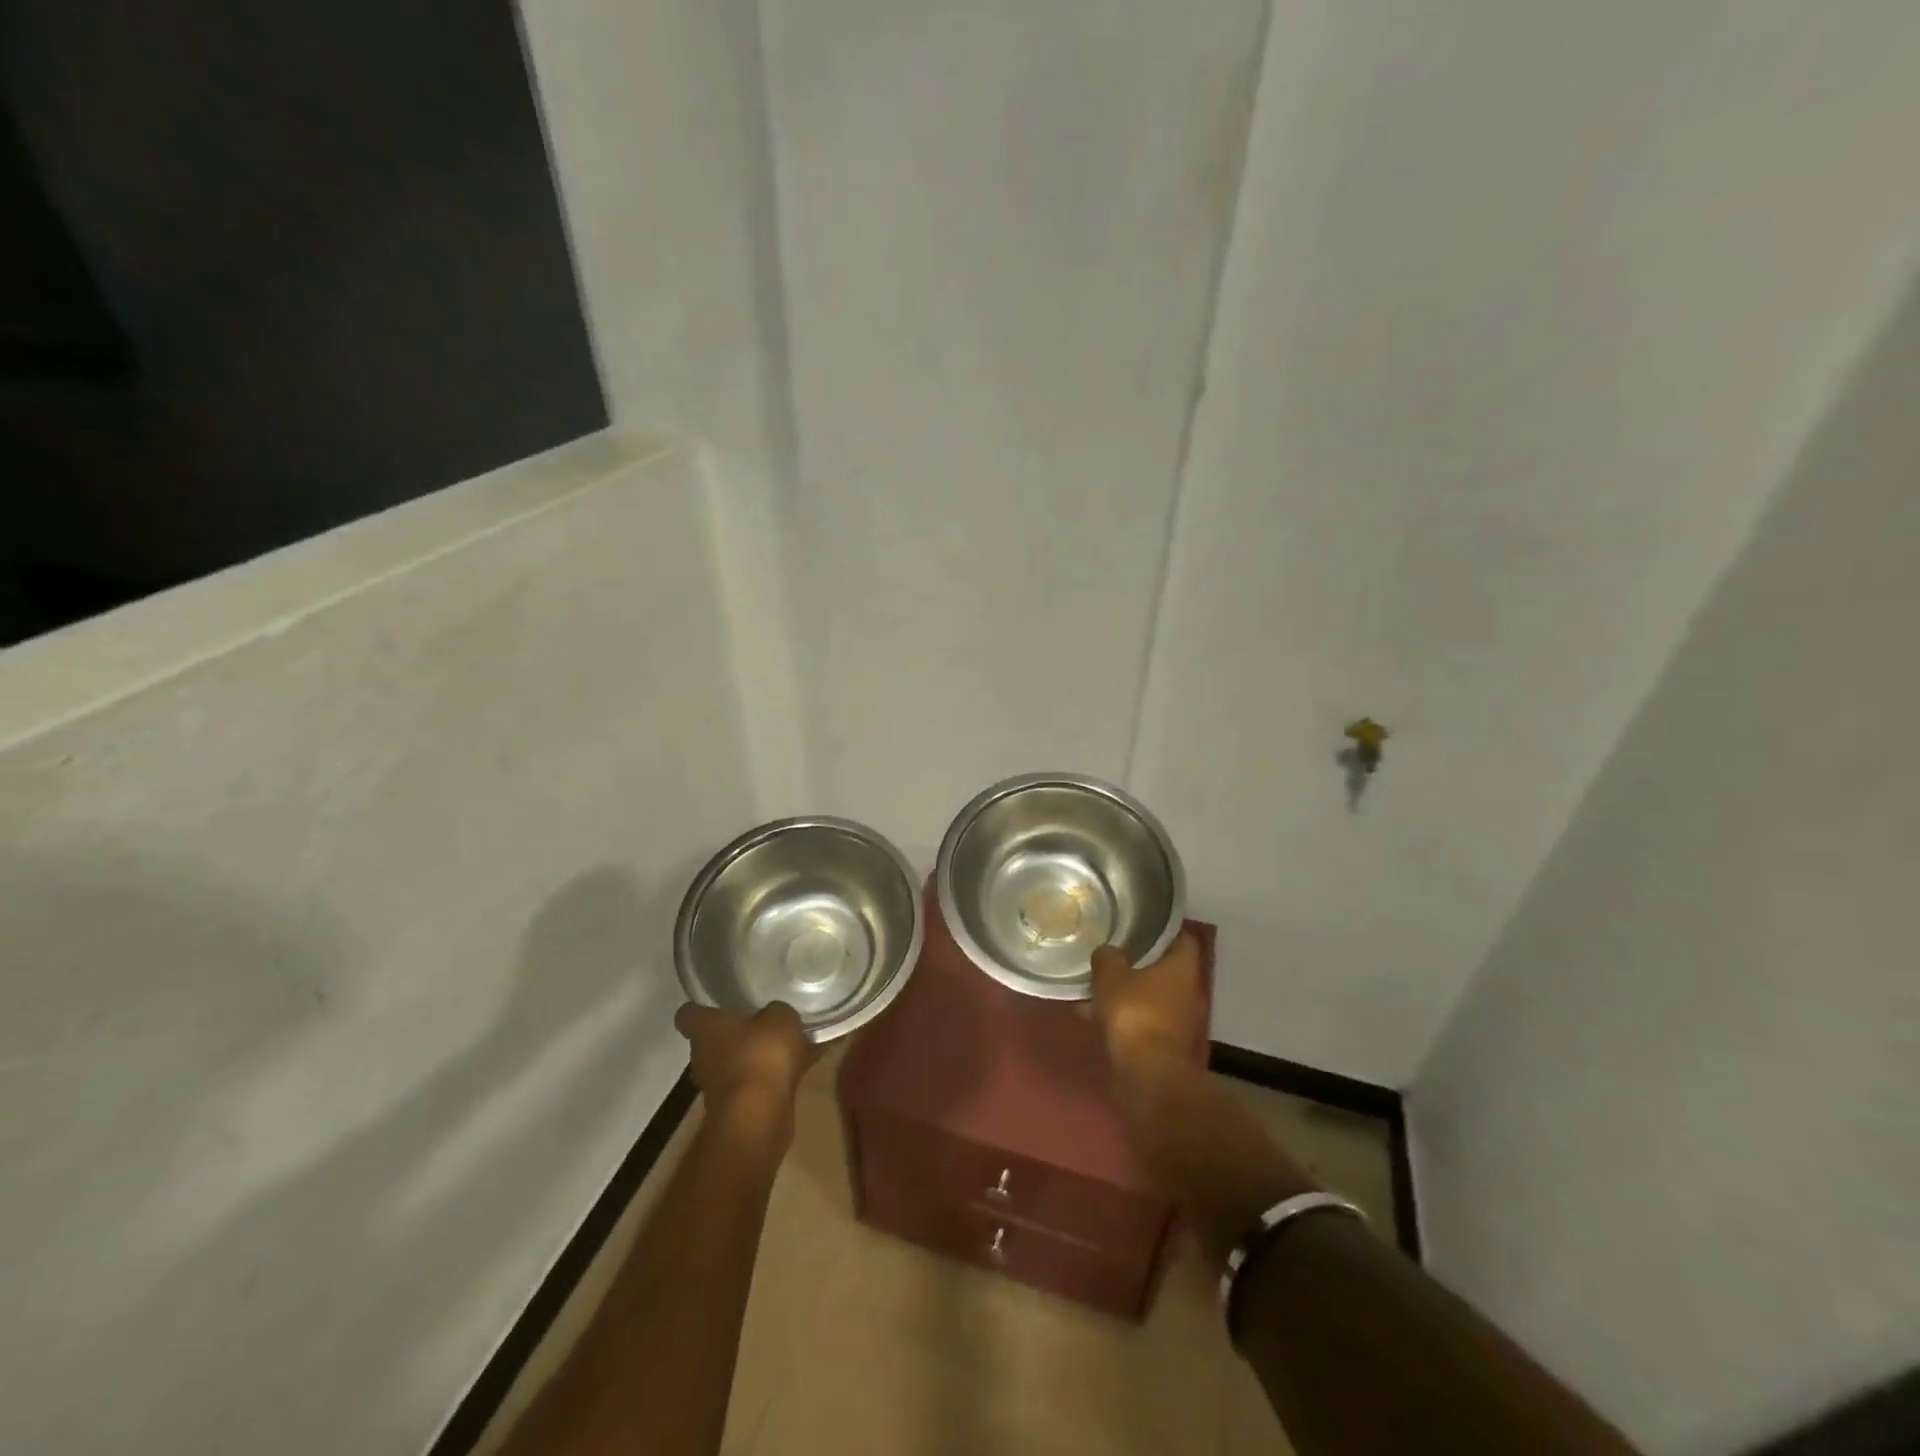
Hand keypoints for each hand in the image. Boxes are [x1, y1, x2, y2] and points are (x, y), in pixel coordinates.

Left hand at [673, 1001, 822, 1124]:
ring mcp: (719, 1087)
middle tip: (763, 1023)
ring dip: (758, 1058)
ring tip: (792, 1045)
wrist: (759, 1116)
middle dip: (737, 1034)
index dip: (700, 1009)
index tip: (715, 1005)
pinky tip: (806, 1066)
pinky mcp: (738, 1108)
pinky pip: (758, 1083)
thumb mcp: (779, 1017)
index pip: (688, 1014)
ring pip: (738, 1063)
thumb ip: (776, 1012)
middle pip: (714, 1040)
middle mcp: (704, 1057)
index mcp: (705, 1029)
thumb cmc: (760, 1054)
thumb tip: (774, 1015)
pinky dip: (776, 1077)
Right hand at [1090, 933, 1206, 1071]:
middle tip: (1113, 951)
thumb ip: (1107, 957)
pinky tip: (1094, 1016)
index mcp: (1182, 967)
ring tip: (1096, 986)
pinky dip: (1124, 1016)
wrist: (1148, 1076)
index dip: (1162, 929)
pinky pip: (1143, 1020)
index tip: (1141, 923)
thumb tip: (1107, 950)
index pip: (1181, 938)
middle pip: (1165, 968)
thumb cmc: (1134, 1014)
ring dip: (1128, 992)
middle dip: (1140, 962)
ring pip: (1150, 996)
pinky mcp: (1165, 1045)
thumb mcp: (1110, 977)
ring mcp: (1179, 1020)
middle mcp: (1188, 991)